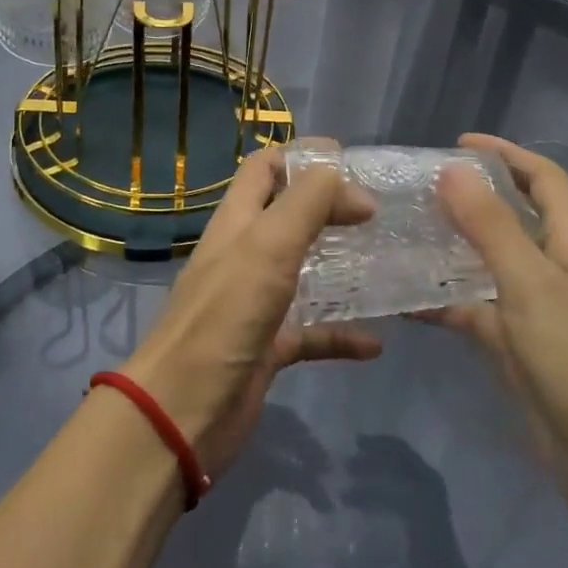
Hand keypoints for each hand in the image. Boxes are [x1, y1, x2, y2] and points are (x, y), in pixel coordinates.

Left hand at [121, 145, 380, 478]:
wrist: (182, 411)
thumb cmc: (224, 316)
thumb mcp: (267, 245)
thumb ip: (308, 203)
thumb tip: (357, 192)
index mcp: (237, 221)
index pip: (265, 168)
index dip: (303, 156)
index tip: (353, 163)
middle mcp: (245, 254)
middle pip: (288, 215)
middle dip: (330, 207)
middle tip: (379, 213)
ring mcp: (256, 302)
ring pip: (304, 272)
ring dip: (340, 266)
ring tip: (385, 263)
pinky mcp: (268, 347)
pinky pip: (312, 332)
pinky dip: (341, 333)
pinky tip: (375, 343)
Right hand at [335, 436, 553, 567]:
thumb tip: (339, 562)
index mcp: (430, 562)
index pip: (414, 495)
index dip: (380, 477)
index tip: (346, 486)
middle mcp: (446, 551)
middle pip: (428, 482)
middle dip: (392, 457)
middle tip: (355, 451)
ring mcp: (452, 561)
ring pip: (432, 495)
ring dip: (400, 472)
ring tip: (364, 469)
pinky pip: (430, 515)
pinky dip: (404, 496)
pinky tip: (380, 511)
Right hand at [428, 134, 567, 552]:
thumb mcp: (531, 283)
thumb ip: (490, 226)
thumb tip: (453, 169)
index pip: (543, 179)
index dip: (506, 155)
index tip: (458, 144)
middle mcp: (559, 270)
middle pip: (514, 218)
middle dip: (472, 198)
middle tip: (418, 190)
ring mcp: (541, 314)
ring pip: (491, 266)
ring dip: (453, 249)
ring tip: (402, 236)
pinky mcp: (524, 353)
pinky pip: (478, 313)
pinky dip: (446, 303)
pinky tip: (405, 302)